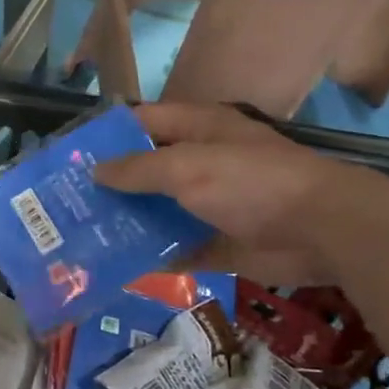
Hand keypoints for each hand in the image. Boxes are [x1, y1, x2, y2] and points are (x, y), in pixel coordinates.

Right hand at [94, 103, 381, 284]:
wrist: (322, 230)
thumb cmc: (251, 183)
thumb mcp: (187, 167)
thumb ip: (138, 168)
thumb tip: (95, 171)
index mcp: (197, 129)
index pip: (142, 122)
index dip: (106, 135)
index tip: (69, 157)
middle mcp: (201, 162)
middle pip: (146, 169)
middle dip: (111, 185)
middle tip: (67, 204)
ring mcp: (210, 203)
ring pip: (158, 210)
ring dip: (127, 222)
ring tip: (83, 237)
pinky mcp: (218, 241)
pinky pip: (176, 247)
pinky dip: (153, 256)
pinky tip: (118, 266)